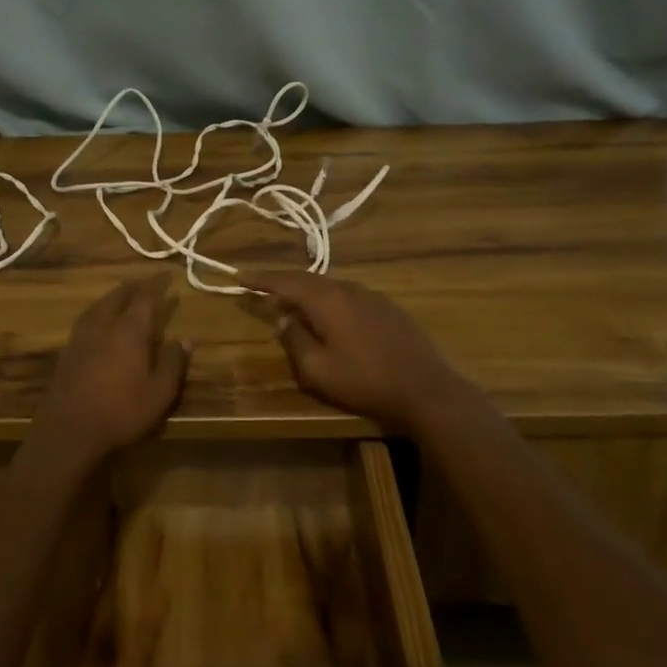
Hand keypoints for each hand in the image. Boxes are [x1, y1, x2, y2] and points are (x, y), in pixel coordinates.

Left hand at [33, 274, 190, 463]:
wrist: (68, 432)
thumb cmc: (121, 412)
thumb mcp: (159, 393)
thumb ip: (174, 363)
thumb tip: (188, 339)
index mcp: (129, 331)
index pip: (145, 298)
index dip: (157, 284)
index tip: (167, 275)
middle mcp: (103, 326)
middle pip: (118, 297)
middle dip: (133, 287)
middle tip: (145, 283)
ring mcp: (81, 338)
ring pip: (98, 306)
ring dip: (113, 297)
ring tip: (121, 296)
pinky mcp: (67, 353)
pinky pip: (86, 320)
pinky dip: (98, 312)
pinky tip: (98, 322)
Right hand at [253, 272, 469, 431]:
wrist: (426, 389)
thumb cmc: (365, 382)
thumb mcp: (318, 370)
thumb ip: (295, 340)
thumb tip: (283, 320)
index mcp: (328, 300)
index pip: (286, 282)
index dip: (261, 279)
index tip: (239, 276)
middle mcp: (349, 289)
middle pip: (309, 279)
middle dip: (283, 282)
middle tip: (261, 288)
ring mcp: (373, 297)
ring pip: (331, 286)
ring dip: (307, 291)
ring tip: (292, 302)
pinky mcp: (389, 309)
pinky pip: (349, 295)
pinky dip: (330, 300)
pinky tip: (330, 315)